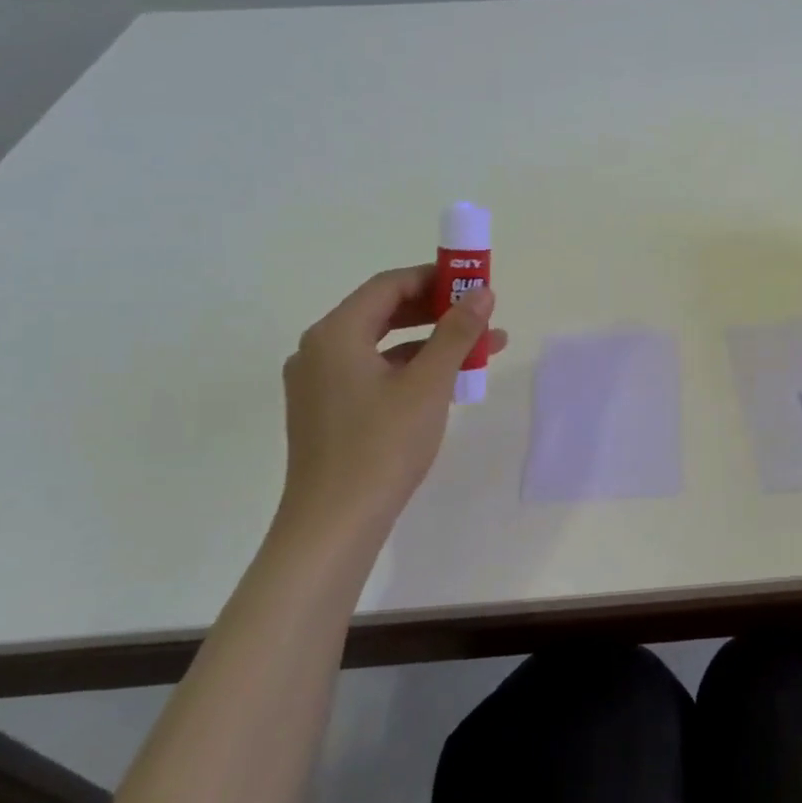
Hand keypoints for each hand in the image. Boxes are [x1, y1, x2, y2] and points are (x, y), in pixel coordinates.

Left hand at [275, 265, 507, 545]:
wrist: (335, 524)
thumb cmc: (383, 446)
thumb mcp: (429, 384)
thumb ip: (456, 333)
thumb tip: (482, 292)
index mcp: (335, 333)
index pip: (388, 286)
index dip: (434, 278)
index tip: (474, 283)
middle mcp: (319, 349)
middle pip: (383, 312)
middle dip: (437, 311)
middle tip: (481, 315)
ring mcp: (319, 383)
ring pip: (382, 346)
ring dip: (430, 343)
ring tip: (481, 349)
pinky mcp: (327, 411)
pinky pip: (373, 373)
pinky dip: (410, 370)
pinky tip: (447, 382)